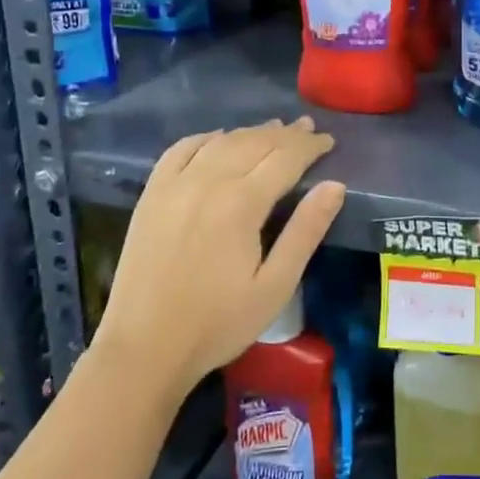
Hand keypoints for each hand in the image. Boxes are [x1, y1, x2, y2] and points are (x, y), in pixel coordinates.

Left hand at [93, 119, 345, 396]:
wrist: (144, 349)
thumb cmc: (218, 323)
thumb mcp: (275, 286)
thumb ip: (306, 231)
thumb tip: (335, 185)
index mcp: (241, 203)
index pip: (285, 158)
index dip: (310, 146)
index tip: (329, 141)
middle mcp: (208, 181)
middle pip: (254, 143)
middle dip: (285, 134)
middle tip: (308, 129)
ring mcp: (175, 185)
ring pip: (221, 142)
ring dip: (251, 133)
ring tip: (273, 130)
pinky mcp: (152, 195)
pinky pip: (181, 150)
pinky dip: (206, 137)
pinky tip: (218, 138)